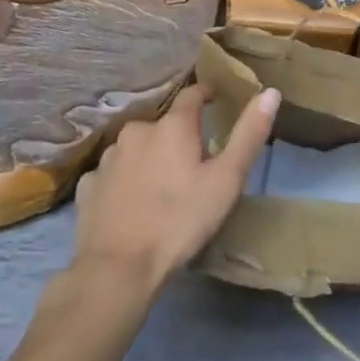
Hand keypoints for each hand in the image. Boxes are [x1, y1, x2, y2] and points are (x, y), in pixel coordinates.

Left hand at [73, 83, 280, 291]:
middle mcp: (137, 130)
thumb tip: (270, 92)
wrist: (118, 268)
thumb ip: (248, 135)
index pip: (192, 95)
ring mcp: (109, 157)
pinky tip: (129, 204)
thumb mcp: (226, 181)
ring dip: (149, 158)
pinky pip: (112, 174)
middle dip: (177, 138)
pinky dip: (123, 181)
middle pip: (163, 125)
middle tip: (191, 165)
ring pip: (136, 148)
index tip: (215, 103)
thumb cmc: (179, 221)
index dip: (205, 96)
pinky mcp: (89, 185)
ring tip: (160, 187)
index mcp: (172, 126)